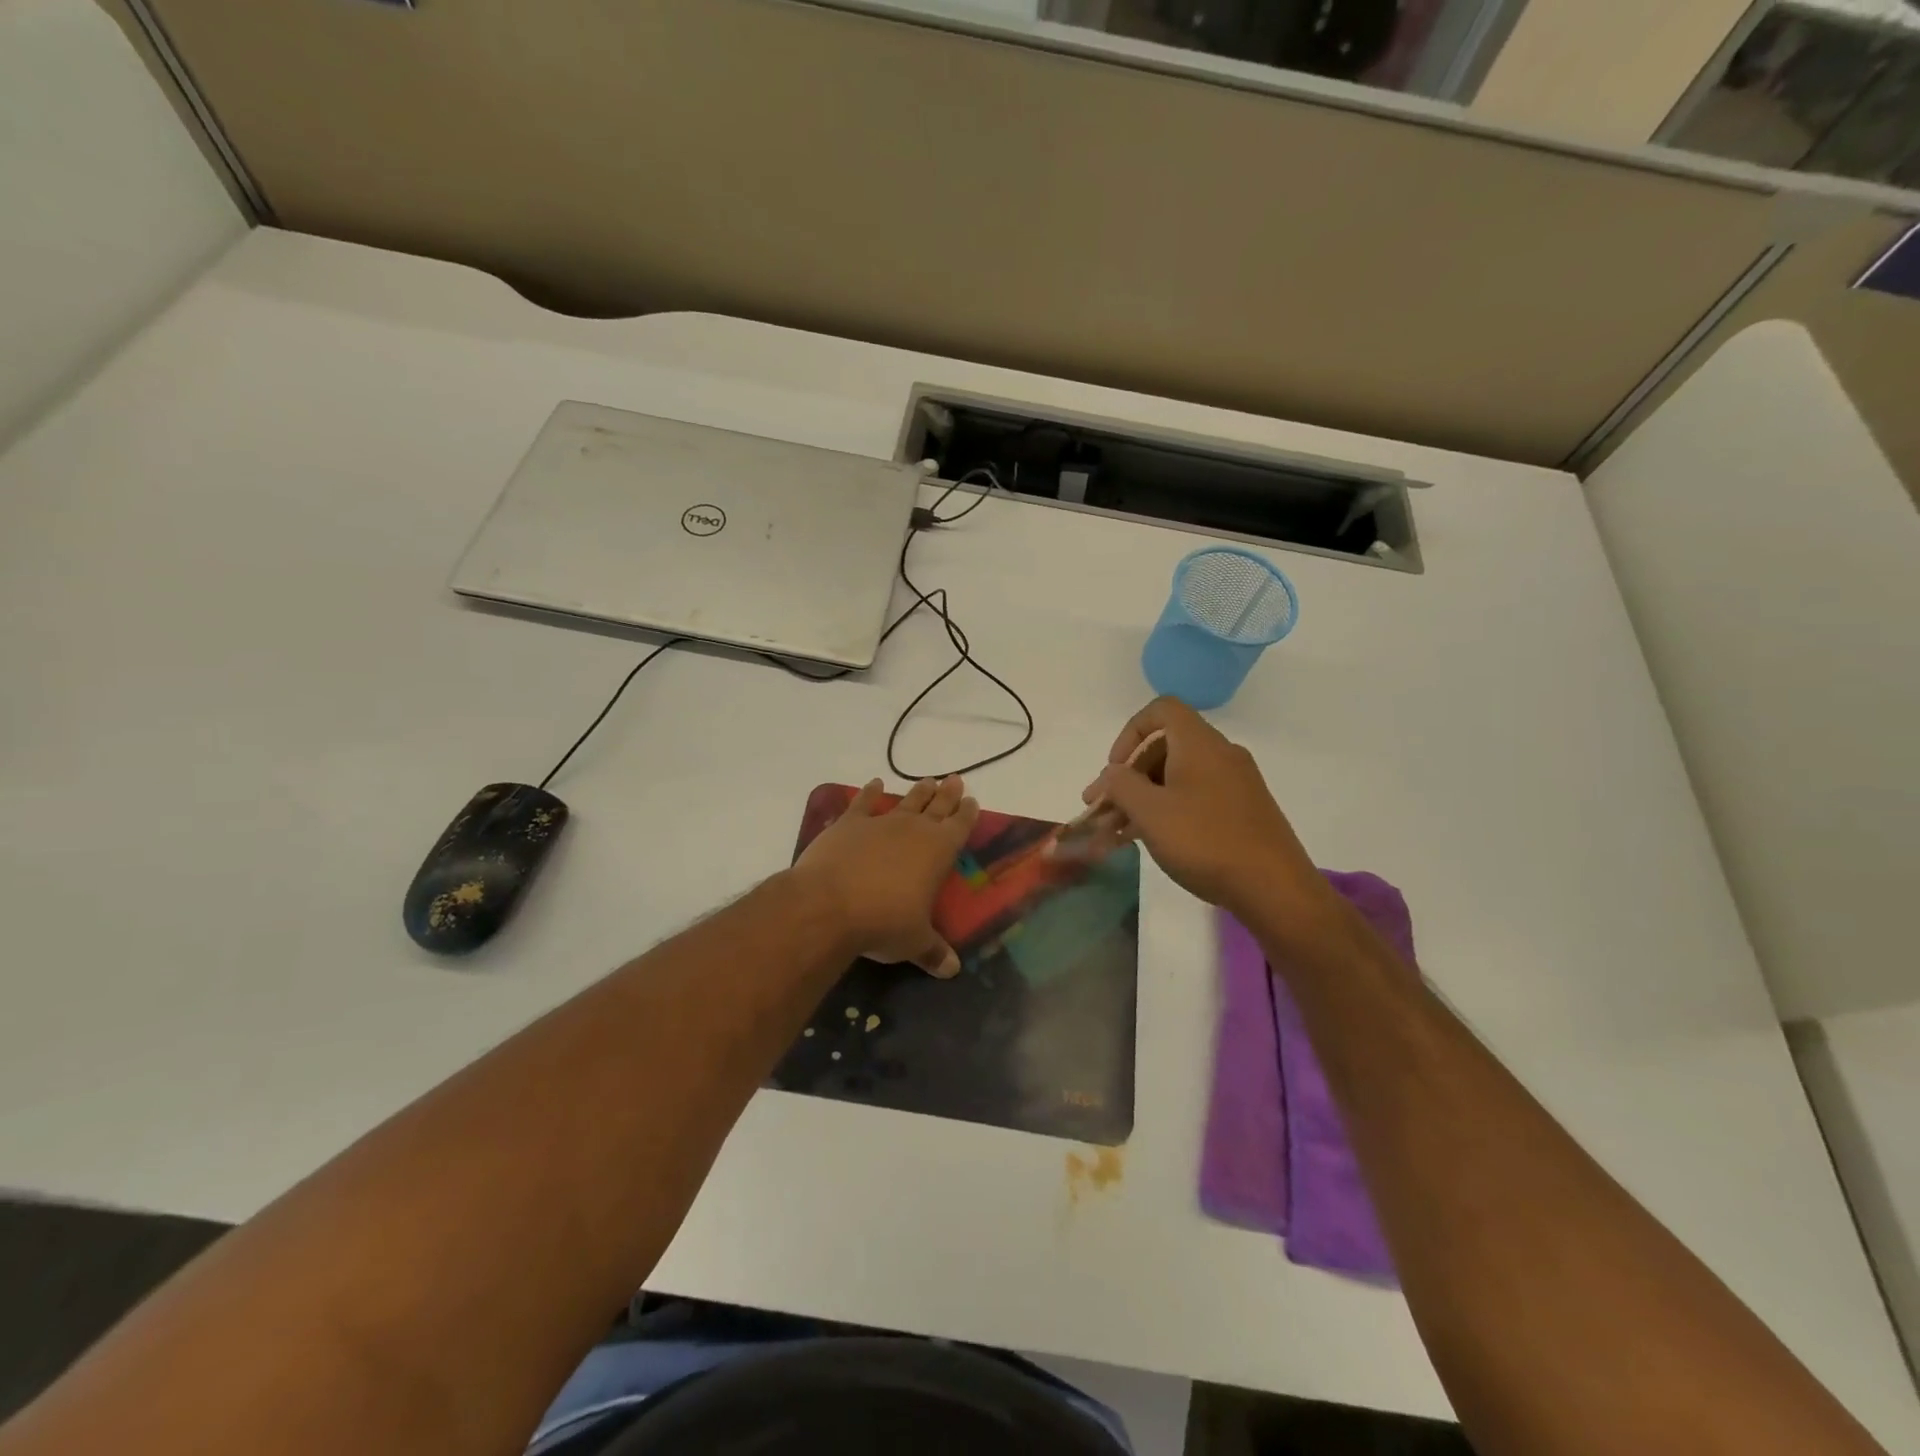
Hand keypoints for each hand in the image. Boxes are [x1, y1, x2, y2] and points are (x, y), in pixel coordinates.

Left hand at [790, 776, 978, 977]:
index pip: (959, 826)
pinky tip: (874, 784)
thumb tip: (952, 971)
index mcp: (938, 851)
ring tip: (928, 780)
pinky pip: (862, 803)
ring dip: (918, 792)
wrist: (829, 904)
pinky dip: (869, 792)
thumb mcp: (914, 942)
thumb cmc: (883, 922)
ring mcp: (880, 822)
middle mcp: (913, 830)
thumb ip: (933, 952)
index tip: (972, 801)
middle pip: (936, 806)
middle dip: (948, 794)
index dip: (967, 814)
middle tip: (956, 779)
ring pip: (906, 801)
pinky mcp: (848, 824)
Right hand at [1081, 698, 1333, 926]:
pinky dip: (1166, 811)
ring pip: (1177, 777)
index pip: (1161, 710)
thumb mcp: (1150, 812)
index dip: (1130, 733)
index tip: (1115, 769)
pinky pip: (1194, 797)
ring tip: (1115, 833)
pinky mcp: (1242, 811)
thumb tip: (1114, 773)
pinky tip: (1146, 840)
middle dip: (1128, 776)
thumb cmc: (1205, 841)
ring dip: (1142, 798)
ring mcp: (1235, 783)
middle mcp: (1220, 754)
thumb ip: (1121, 785)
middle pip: (1164, 747)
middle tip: (1102, 808)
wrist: (1274, 888)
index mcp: (1199, 743)